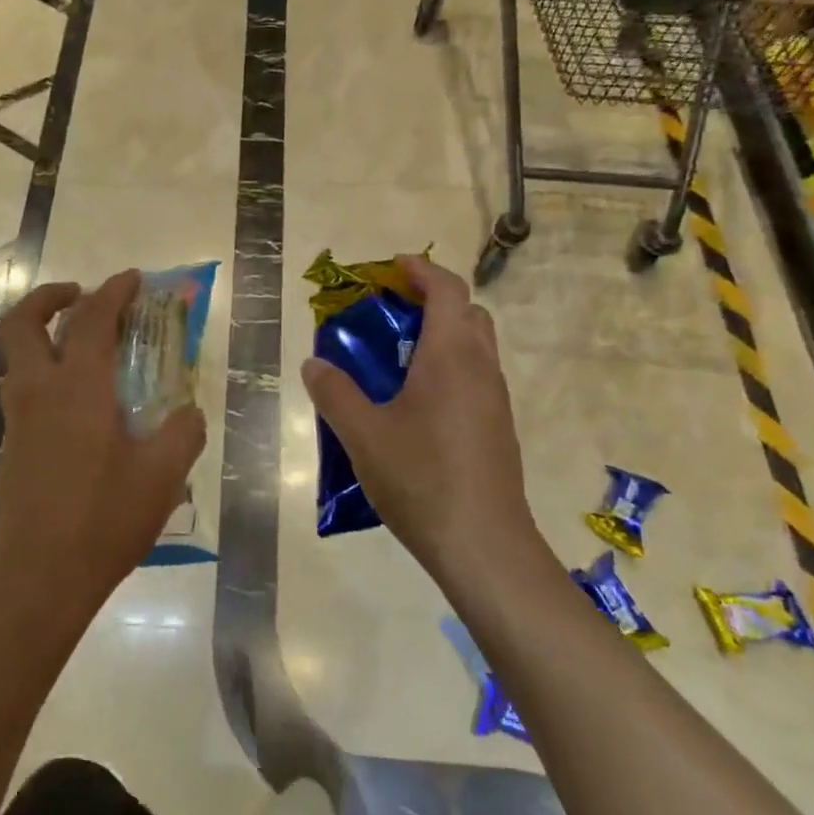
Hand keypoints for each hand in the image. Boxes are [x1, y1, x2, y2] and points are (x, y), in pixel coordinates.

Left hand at [0, 270, 206, 616]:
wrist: (37, 580)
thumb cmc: (103, 521)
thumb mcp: (163, 476)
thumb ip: (183, 432)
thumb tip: (188, 412)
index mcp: (78, 389)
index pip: (92, 319)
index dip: (114, 291)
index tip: (134, 278)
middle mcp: (39, 392)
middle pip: (23, 323)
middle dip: (49, 296)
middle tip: (82, 296)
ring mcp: (18, 420)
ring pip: (18, 356)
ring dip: (45, 334)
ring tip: (85, 348)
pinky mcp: (11, 447)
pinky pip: (24, 389)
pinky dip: (47, 372)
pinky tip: (82, 405)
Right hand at [300, 256, 541, 578]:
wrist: (484, 546)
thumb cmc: (422, 479)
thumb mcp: (362, 435)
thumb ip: (334, 393)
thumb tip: (314, 364)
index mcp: (451, 356)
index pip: (448, 290)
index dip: (422, 270)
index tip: (392, 269)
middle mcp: (481, 368)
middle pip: (468, 312)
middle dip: (433, 300)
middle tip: (392, 313)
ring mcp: (496, 400)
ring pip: (476, 346)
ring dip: (443, 335)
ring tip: (398, 358)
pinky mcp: (498, 428)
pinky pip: (476, 377)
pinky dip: (450, 367)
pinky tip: (418, 405)